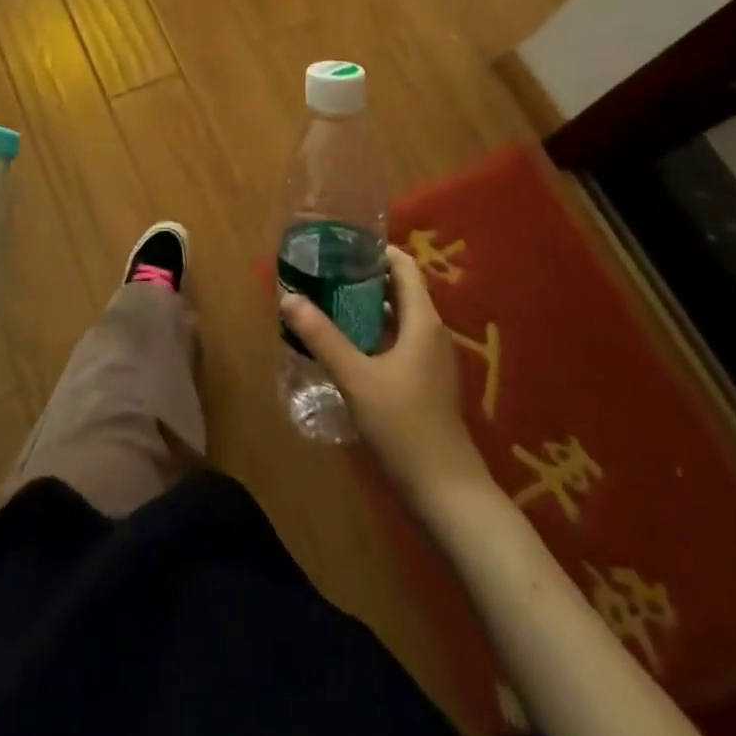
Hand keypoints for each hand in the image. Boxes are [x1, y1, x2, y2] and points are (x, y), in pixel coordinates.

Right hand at [281, 246, 486, 510]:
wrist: (447, 490)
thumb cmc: (404, 425)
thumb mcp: (356, 378)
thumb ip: (322, 337)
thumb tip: (288, 298)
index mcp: (423, 321)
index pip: (404, 267)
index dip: (376, 251)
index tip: (340, 245)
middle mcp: (431, 332)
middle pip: (399, 290)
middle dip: (363, 278)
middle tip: (324, 272)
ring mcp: (431, 359)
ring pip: (397, 318)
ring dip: (366, 307)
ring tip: (326, 302)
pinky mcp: (425, 381)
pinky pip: (398, 341)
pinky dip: (373, 332)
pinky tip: (344, 345)